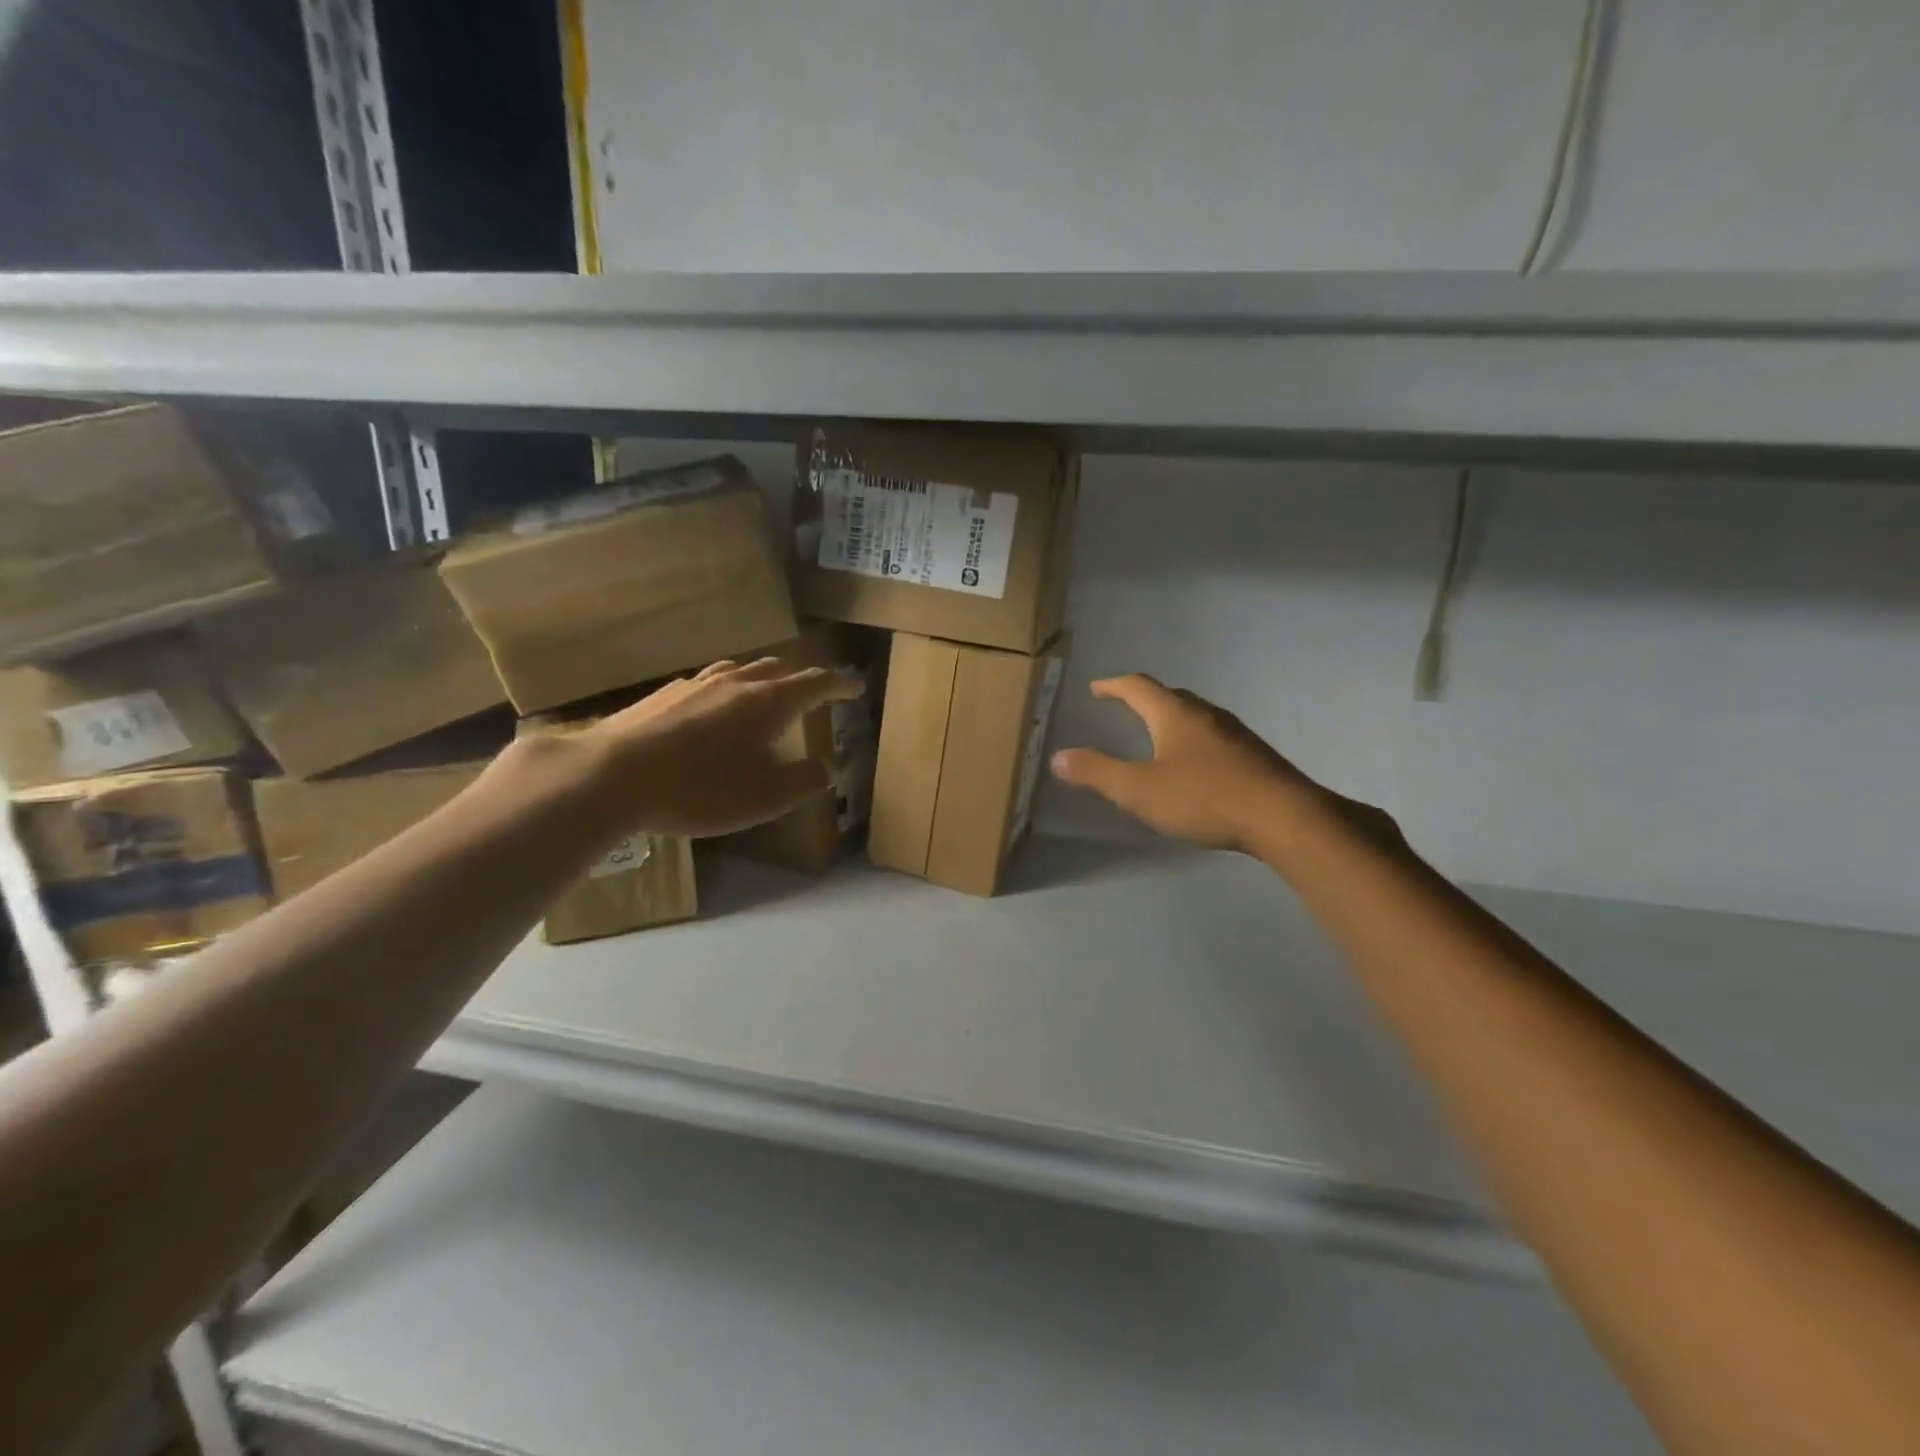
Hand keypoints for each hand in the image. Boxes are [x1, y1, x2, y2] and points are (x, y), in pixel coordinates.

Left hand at [581, 657, 861, 838]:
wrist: (611, 776)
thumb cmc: (701, 790)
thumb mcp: (766, 797)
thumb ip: (805, 780)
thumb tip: (829, 767)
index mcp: (769, 702)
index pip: (816, 683)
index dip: (840, 684)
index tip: (856, 686)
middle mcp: (736, 683)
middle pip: (777, 669)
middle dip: (801, 678)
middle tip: (812, 693)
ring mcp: (695, 684)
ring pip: (739, 670)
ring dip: (761, 680)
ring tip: (764, 695)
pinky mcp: (662, 695)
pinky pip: (707, 683)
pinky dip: (725, 690)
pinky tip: (711, 711)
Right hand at [1050, 675, 1327, 855]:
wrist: (1283, 817)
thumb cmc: (1204, 797)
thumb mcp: (1139, 790)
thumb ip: (1097, 773)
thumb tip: (1058, 757)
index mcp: (1174, 714)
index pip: (1138, 687)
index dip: (1114, 685)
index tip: (1097, 688)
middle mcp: (1205, 714)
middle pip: (1170, 696)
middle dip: (1144, 699)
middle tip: (1125, 707)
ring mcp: (1234, 733)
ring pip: (1195, 716)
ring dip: (1171, 719)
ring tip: (1157, 735)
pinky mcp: (1253, 755)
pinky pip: (1213, 736)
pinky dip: (1193, 740)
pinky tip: (1195, 766)